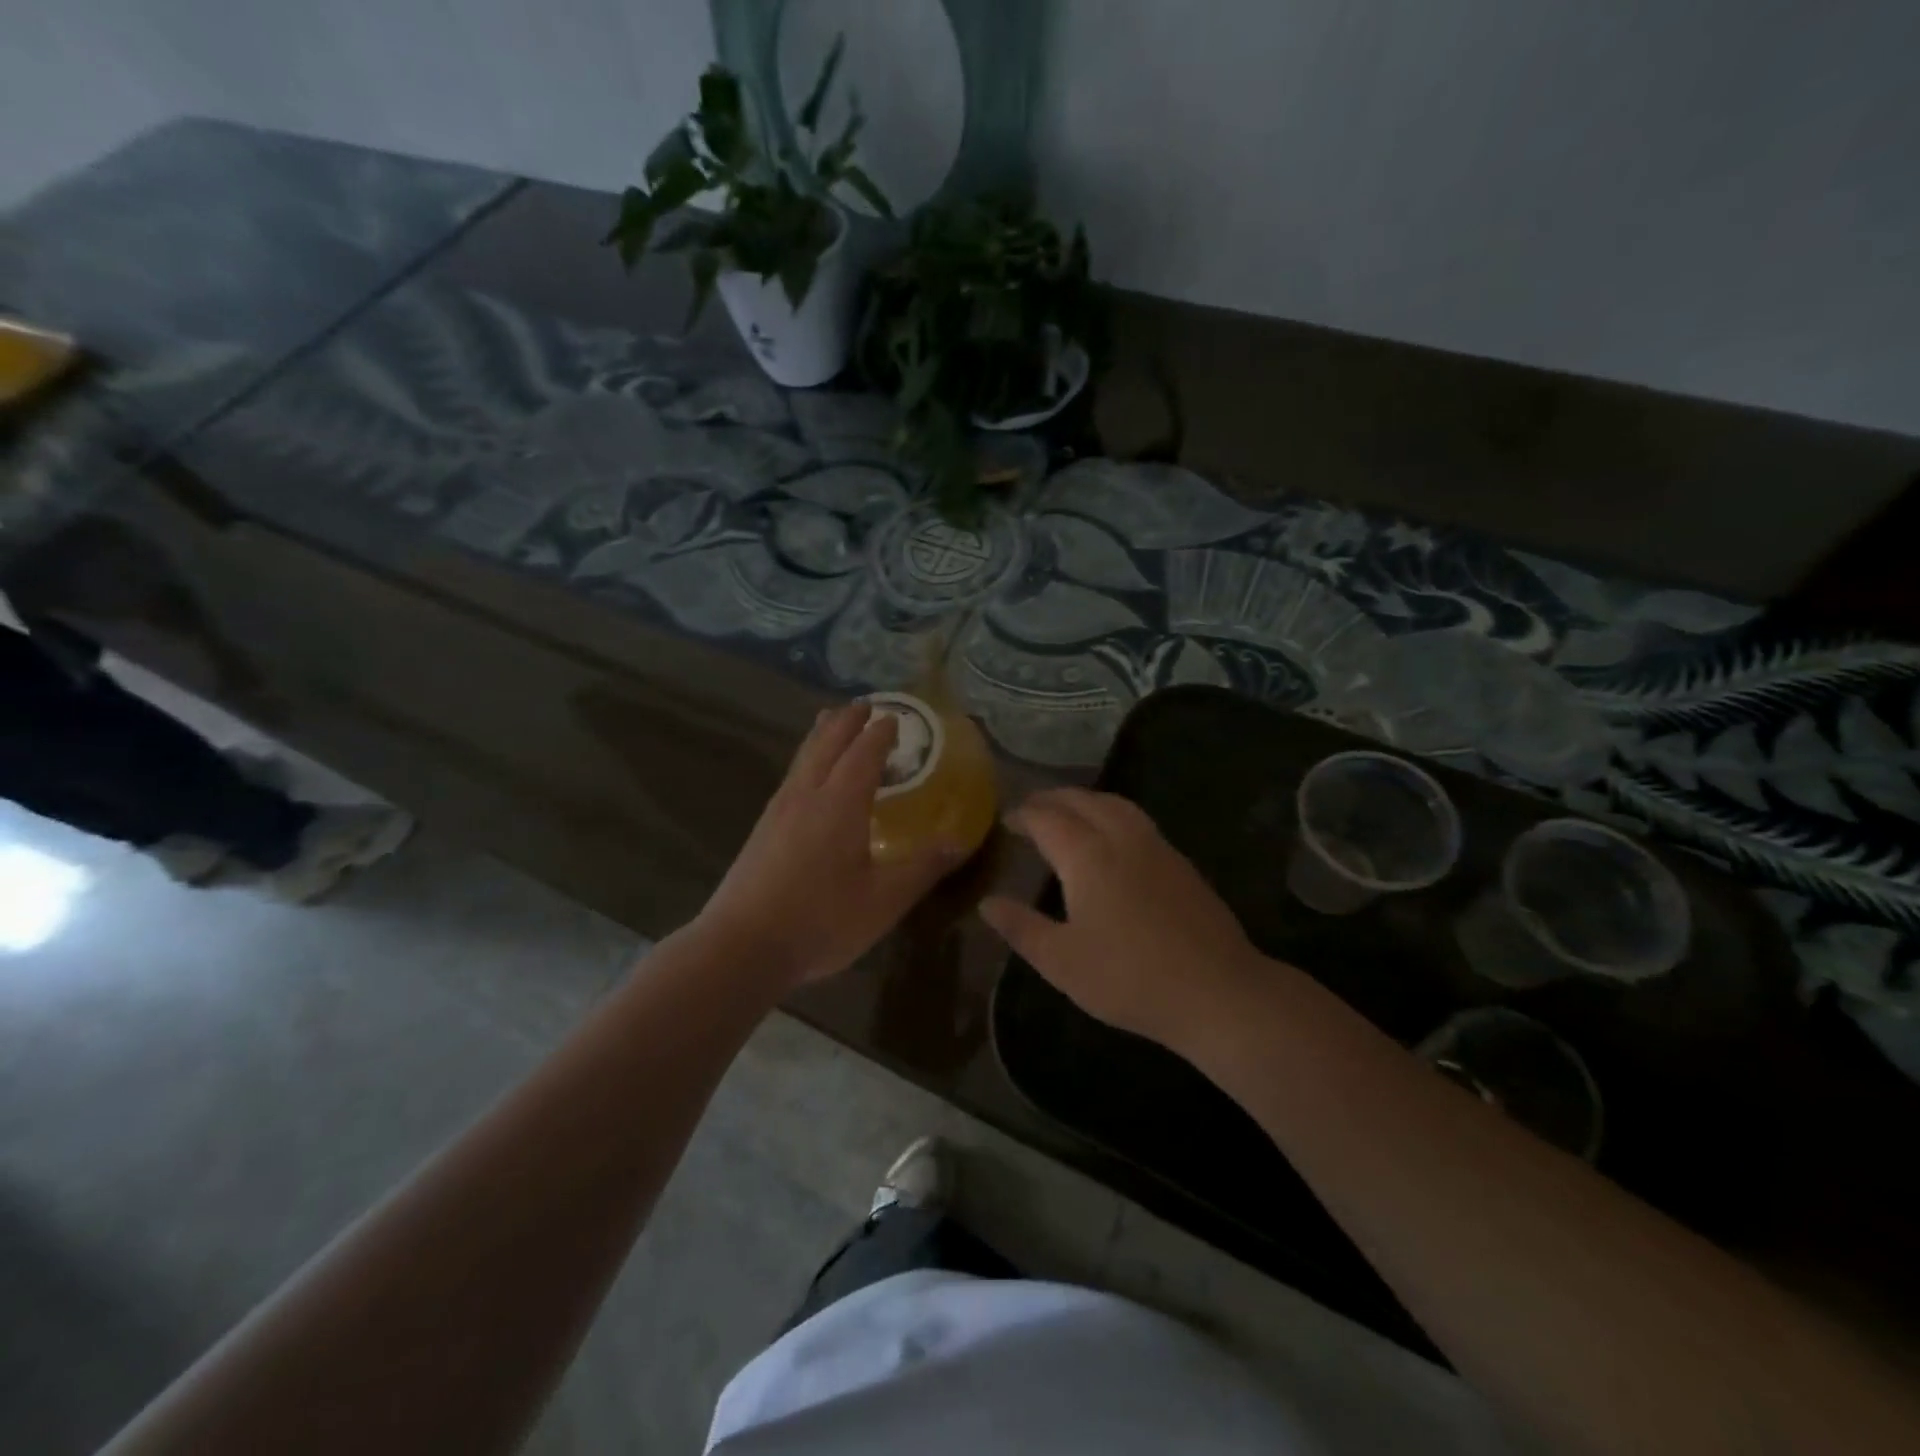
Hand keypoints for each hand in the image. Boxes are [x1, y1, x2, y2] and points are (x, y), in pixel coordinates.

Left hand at [695, 703, 961, 987]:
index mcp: (839, 804)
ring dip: (822, 735)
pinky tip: (806, 777)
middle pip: (827, 743)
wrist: (740, 947)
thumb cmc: (820, 921)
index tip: (895, 717)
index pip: (863, 754)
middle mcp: (806, 796)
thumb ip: (923, 867)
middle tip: (865, 706)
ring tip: (832, 721)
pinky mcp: (762, 829)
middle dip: (848, 721)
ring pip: (803, 757)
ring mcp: (778, 810)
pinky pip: (792, 776)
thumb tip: (959, 840)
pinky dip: (808, 759)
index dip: (880, 733)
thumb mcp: (884, 901)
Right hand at [979, 788, 1265, 1052]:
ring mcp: (1156, 846)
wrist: (1216, 990)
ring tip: (1068, 812)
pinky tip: (1112, 838)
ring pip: (1115, 804)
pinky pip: (1136, 819)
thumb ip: (1021, 927)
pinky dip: (1111, 813)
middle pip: (1082, 801)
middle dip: (1052, 799)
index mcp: (1087, 855)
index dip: (1023, 814)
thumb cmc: (1128, 977)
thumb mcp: (1061, 961)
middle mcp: (1121, 837)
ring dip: (1085, 800)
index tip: (1006, 819)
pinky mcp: (1180, 862)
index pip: (1047, 818)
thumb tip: (987, 903)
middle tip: (1031, 809)